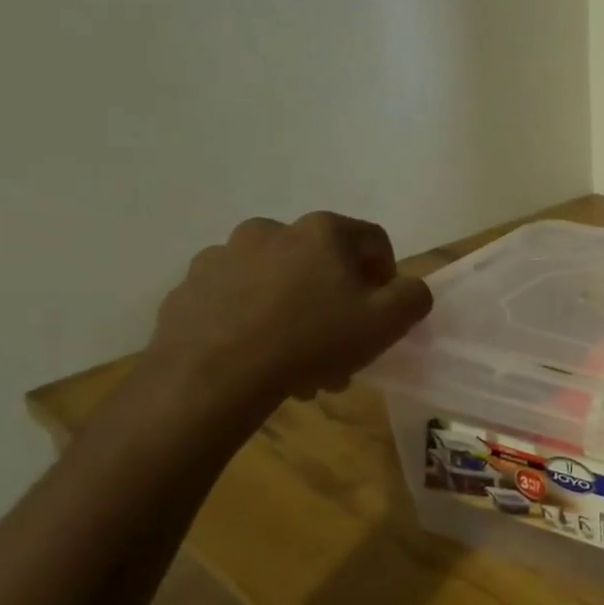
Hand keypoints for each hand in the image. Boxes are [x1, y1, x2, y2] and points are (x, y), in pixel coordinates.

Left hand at [144, 212, 432, 409]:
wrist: (213, 375)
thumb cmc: (313, 339)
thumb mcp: (389, 321)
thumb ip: (414, 296)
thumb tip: (408, 289)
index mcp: (322, 231)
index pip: (373, 241)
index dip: (387, 276)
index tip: (381, 313)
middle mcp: (272, 230)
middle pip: (322, 263)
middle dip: (337, 302)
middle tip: (341, 347)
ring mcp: (223, 256)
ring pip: (277, 282)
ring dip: (295, 312)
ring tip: (298, 361)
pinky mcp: (190, 287)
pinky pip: (235, 299)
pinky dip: (252, 320)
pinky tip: (258, 356)